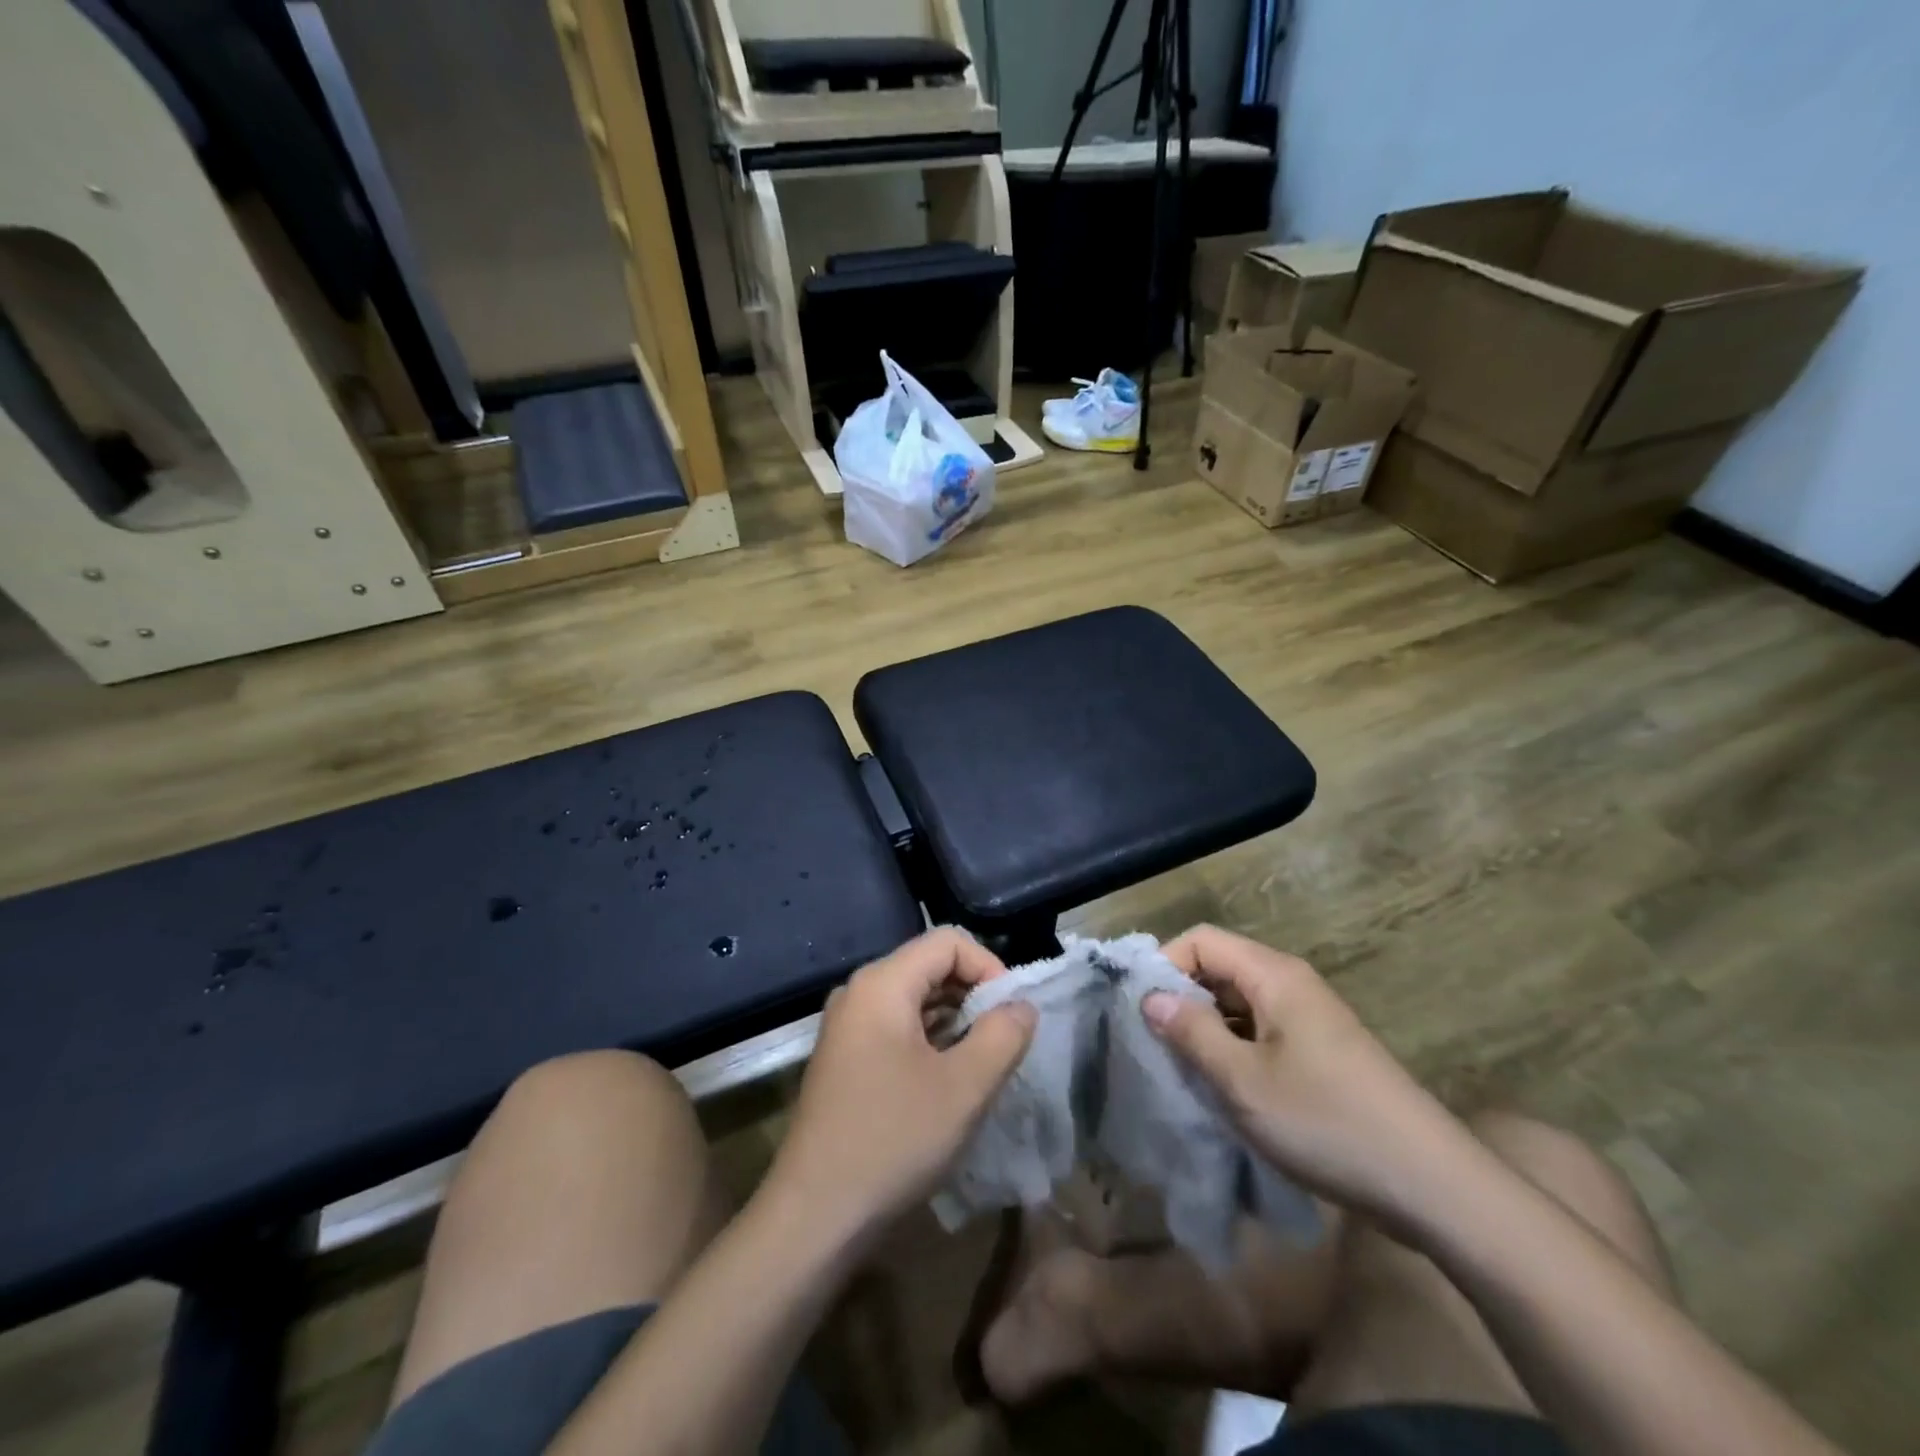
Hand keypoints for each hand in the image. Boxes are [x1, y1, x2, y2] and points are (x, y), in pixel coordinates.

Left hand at [767, 929, 1035, 1243]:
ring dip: (954, 1021)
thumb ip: (1003, 1035)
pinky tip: (947, 1080)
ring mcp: (847, 1026)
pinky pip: (896, 1028)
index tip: (1012, 1013)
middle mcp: (858, 993)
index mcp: (882, 984)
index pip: (947, 942)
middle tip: (1003, 1041)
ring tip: (982, 1063)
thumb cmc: (893, 1140)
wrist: (815, 1216)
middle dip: (973, 994)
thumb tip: (1021, 1006)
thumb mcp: (964, 1088)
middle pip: (929, 966)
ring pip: (914, 999)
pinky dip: (929, 1041)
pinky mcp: (844, 1058)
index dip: (989, 966)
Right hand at [1144, 925, 1477, 1226]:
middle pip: (1219, 967)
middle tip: (1158, 1046)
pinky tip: (1227, 1088)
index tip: (1144, 1013)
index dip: (1165, 966)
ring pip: (1239, 1002)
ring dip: (1207, 1029)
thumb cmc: (1327, 1122)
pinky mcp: (1321, 1050)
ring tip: (1187, 1071)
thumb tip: (1151, 996)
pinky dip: (1235, 1048)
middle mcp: (1291, 983)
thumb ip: (1191, 1032)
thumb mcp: (1243, 1081)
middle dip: (1183, 999)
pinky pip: (1261, 1030)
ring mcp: (1310, 1017)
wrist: (1432, 1184)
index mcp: (1273, 975)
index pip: (1201, 940)